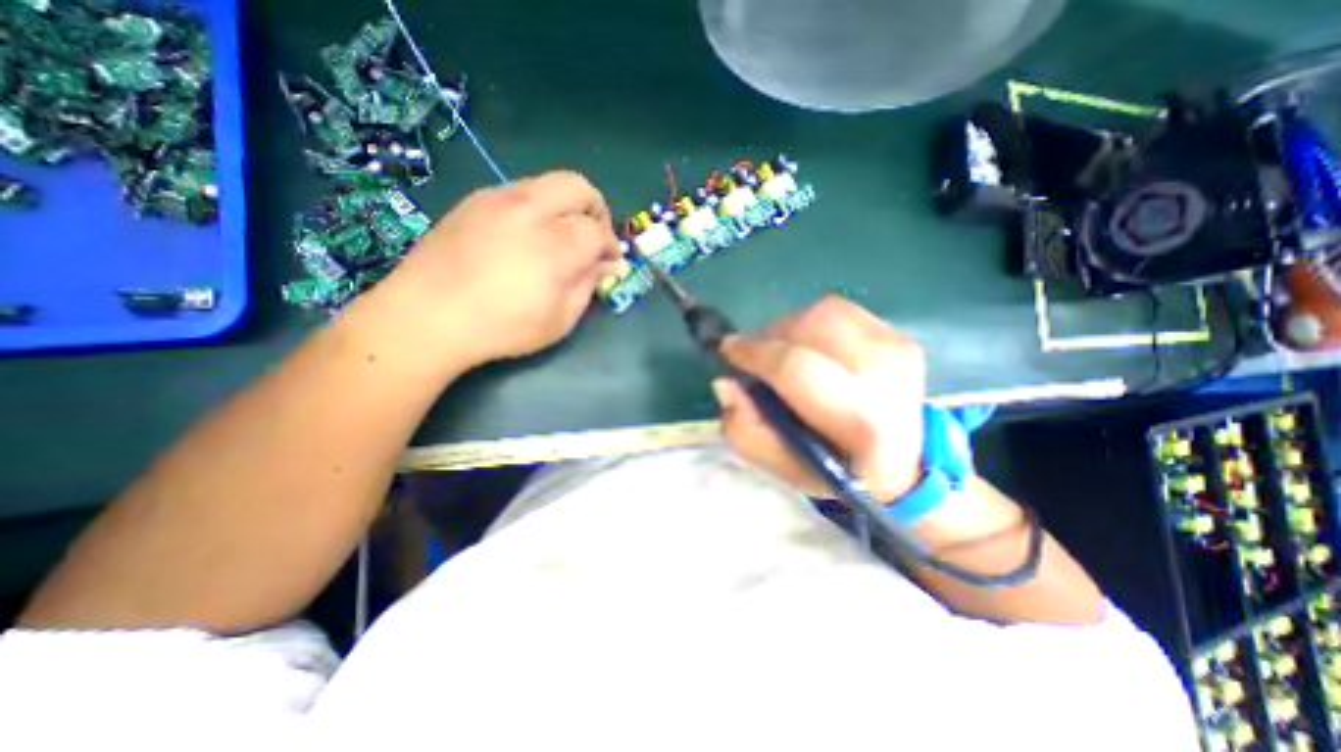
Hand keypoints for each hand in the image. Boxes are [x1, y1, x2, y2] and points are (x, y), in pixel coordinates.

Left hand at [370, 169, 623, 370]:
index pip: (598, 231)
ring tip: (560, 236)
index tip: (610, 262)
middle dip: (596, 209)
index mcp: (556, 246)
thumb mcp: (559, 320)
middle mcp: (531, 211)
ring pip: (549, 183)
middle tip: (594, 237)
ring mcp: (499, 199)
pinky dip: (537, 207)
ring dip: (566, 206)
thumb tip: (605, 265)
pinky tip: (526, 236)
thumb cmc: (502, 328)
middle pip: (579, 187)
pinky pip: (520, 190)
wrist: (427, 316)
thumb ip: (587, 287)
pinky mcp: (475, 200)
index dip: (611, 246)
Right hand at [718, 297, 927, 501]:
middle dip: (769, 338)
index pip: (796, 368)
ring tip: (781, 353)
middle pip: (808, 327)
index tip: (727, 351)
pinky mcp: (897, 333)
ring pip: (821, 312)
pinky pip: (838, 310)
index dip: (754, 353)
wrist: (905, 462)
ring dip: (788, 329)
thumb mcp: (784, 467)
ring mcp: (897, 346)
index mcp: (861, 420)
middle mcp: (886, 374)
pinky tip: (809, 348)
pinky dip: (810, 324)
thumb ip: (747, 430)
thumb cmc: (838, 470)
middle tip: (754, 357)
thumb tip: (725, 383)